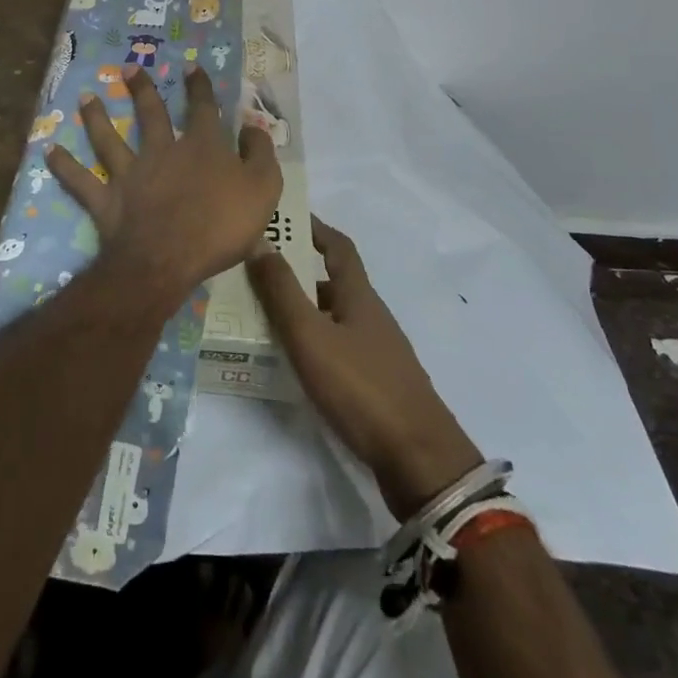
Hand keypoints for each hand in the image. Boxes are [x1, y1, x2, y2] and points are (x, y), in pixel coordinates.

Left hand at [48, 65, 281, 309]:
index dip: (199, 86)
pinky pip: (81, 181)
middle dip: (142, 89)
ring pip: (109, 139)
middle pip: (151, 114)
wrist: (169, 259)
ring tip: (85, 97)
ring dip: (96, 117)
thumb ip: (260, 154)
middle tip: (128, 68)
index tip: (191, 66)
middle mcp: (163, 151)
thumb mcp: (262, 188)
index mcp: (202, 147)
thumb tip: (253, 126)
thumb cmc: (221, 226)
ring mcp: (131, 174)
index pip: (203, 108)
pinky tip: (49, 151)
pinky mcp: (107, 200)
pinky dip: (64, 167)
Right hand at [249, 219, 482, 519]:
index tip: (286, 217)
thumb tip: (259, 241)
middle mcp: (370, 316)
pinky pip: (338, 348)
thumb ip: (282, 291)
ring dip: (303, 310)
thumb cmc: (361, 388)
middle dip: (298, 272)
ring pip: (333, 317)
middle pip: (333, 282)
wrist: (419, 460)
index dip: (315, 227)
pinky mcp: (377, 384)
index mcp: (359, 296)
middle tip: (257, 272)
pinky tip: (293, 361)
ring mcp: (377, 352)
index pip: (338, 246)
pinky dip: (313, 342)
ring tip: (262, 316)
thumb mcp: (311, 336)